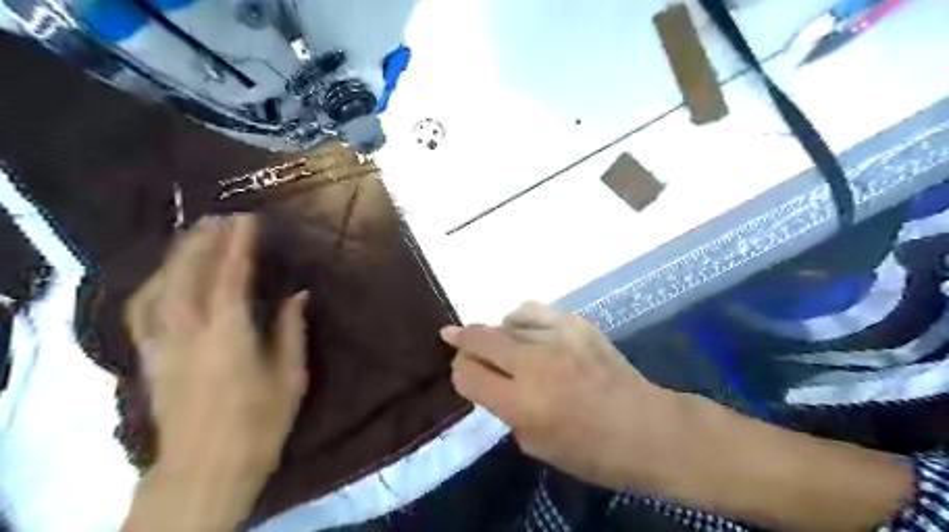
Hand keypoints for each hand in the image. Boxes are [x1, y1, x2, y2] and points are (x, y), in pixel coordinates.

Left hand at [120, 216, 307, 530]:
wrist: (206, 467)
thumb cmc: (259, 423)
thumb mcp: (290, 377)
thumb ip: (292, 331)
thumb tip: (299, 295)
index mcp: (229, 335)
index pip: (230, 277)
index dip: (239, 246)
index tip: (248, 220)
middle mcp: (189, 332)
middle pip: (188, 274)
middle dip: (204, 241)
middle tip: (220, 217)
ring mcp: (163, 345)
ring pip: (159, 287)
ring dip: (176, 256)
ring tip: (193, 236)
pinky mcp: (150, 358)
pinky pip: (141, 310)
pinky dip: (152, 284)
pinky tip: (163, 275)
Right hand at [442, 304, 678, 489]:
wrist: (646, 427)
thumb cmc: (591, 451)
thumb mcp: (535, 444)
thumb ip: (505, 409)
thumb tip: (488, 379)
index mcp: (523, 402)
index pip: (467, 374)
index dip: (459, 373)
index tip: (463, 373)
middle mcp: (535, 363)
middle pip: (480, 338)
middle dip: (462, 340)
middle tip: (454, 338)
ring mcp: (558, 336)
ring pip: (506, 320)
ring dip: (496, 333)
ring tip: (502, 343)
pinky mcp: (577, 322)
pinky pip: (533, 311)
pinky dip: (521, 321)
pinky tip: (526, 331)